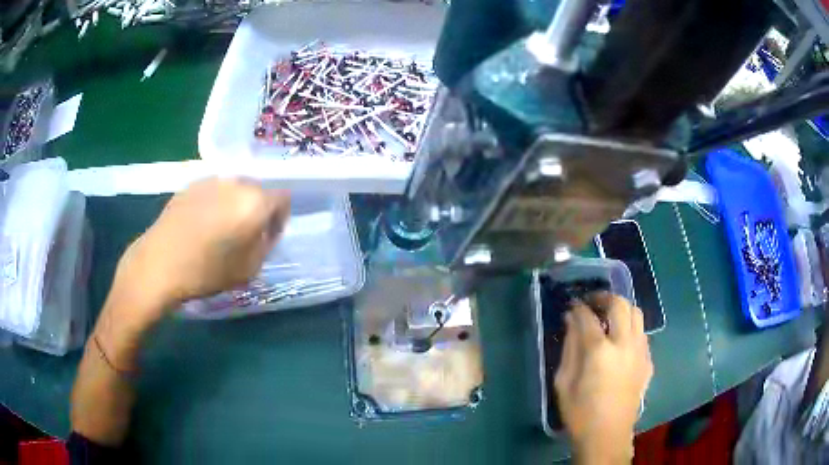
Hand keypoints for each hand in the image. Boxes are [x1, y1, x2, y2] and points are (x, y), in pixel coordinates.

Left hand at [96, 178, 289, 365]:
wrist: (159, 264)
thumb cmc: (206, 271)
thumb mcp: (249, 269)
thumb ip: (266, 244)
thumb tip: (265, 230)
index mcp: (254, 201)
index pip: (282, 198)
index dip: (280, 218)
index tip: (268, 236)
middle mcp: (235, 182)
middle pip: (258, 190)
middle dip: (256, 210)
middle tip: (245, 234)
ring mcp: (210, 179)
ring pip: (234, 188)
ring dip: (234, 205)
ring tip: (220, 229)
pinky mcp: (190, 184)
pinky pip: (213, 190)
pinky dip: (215, 203)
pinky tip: (201, 224)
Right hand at [555, 293, 652, 463]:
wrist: (607, 435)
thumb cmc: (580, 412)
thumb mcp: (564, 382)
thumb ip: (569, 347)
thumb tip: (571, 321)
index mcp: (600, 351)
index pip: (588, 316)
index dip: (578, 307)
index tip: (572, 305)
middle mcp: (625, 344)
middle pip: (619, 304)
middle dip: (604, 298)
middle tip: (592, 303)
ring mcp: (641, 351)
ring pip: (637, 314)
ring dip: (622, 309)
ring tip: (609, 318)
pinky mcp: (648, 361)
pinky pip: (642, 334)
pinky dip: (631, 329)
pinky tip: (621, 342)